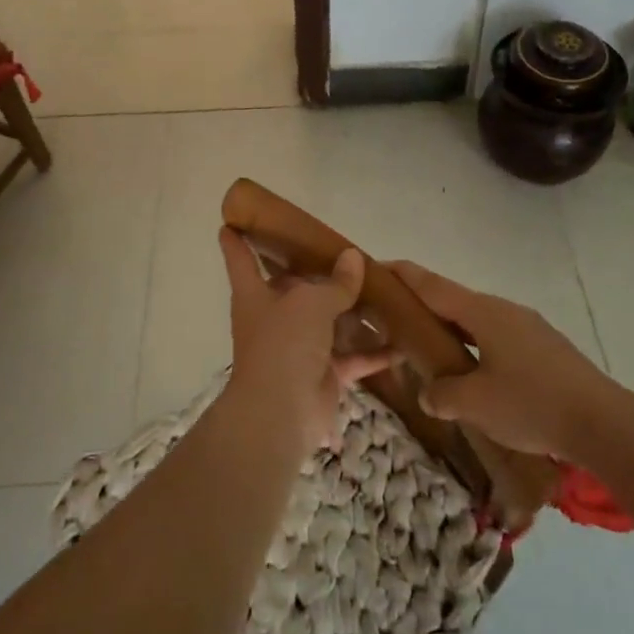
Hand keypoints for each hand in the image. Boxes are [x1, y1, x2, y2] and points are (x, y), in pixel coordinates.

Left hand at [218, 229, 389, 453]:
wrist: (281, 412)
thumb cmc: (284, 344)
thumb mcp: (311, 303)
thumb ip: (336, 282)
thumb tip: (353, 257)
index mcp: (255, 295)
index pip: (240, 260)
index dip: (236, 241)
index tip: (231, 222)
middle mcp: (274, 318)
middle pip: (294, 288)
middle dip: (315, 274)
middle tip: (342, 252)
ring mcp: (298, 347)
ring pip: (328, 322)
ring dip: (352, 311)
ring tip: (381, 289)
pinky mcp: (323, 374)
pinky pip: (352, 357)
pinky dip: (374, 353)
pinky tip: (402, 342)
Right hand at [386, 261, 621, 462]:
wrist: (603, 423)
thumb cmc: (531, 404)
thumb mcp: (475, 403)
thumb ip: (441, 393)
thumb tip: (430, 391)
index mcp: (483, 312)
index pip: (431, 285)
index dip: (401, 275)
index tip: (375, 267)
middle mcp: (504, 311)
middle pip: (453, 301)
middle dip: (422, 308)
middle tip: (393, 322)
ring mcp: (528, 328)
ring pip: (477, 322)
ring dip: (450, 332)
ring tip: (429, 353)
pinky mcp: (544, 349)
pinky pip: (496, 339)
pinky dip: (474, 348)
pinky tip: (473, 375)